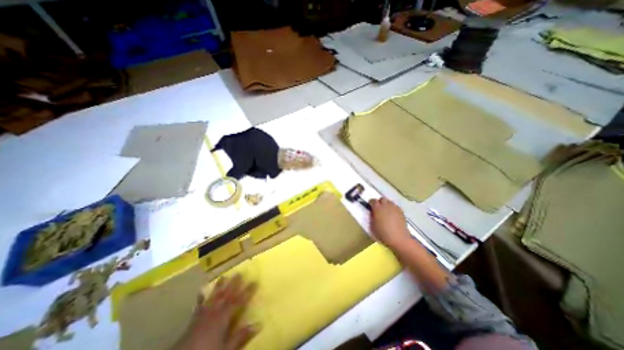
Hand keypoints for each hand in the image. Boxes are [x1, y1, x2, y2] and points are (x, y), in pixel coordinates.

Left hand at [175, 275, 260, 349]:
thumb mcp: (226, 349)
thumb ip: (240, 336)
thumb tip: (258, 323)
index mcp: (223, 318)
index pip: (238, 301)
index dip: (247, 291)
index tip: (255, 281)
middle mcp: (214, 312)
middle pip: (226, 295)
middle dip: (233, 284)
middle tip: (239, 273)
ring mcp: (203, 315)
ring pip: (213, 297)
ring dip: (219, 286)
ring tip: (224, 276)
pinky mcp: (193, 321)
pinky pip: (199, 305)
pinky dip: (201, 298)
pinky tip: (201, 291)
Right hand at [367, 197, 412, 248]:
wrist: (399, 239)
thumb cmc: (383, 234)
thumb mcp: (372, 226)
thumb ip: (371, 217)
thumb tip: (372, 213)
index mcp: (377, 208)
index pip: (372, 200)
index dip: (371, 203)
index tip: (370, 208)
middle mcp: (386, 205)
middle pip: (382, 199)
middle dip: (379, 202)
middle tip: (378, 209)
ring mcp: (394, 208)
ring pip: (389, 202)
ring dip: (386, 205)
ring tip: (386, 212)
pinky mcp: (401, 211)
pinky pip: (395, 206)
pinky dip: (393, 209)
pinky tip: (393, 215)